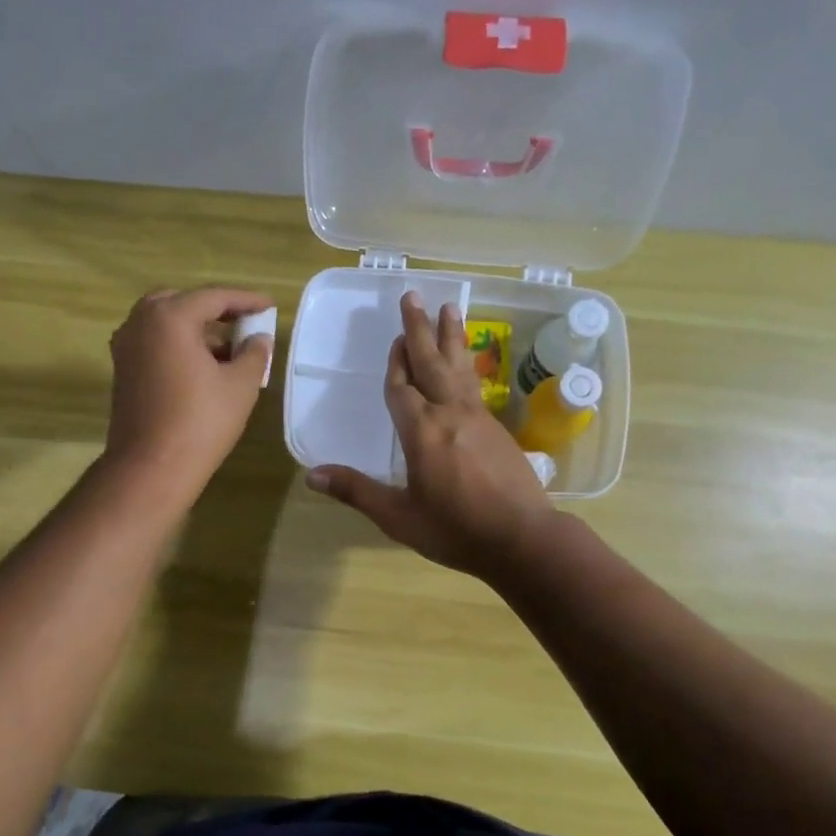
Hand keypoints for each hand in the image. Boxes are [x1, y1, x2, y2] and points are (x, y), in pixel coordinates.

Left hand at [102, 286, 274, 499]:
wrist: (151, 467)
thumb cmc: (201, 422)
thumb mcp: (240, 385)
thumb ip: (254, 353)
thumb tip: (258, 339)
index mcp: (169, 317)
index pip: (214, 297)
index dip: (246, 300)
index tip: (270, 306)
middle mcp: (140, 322)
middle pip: (183, 302)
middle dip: (216, 310)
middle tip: (244, 322)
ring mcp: (126, 346)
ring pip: (165, 323)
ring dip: (196, 329)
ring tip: (229, 348)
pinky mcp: (122, 370)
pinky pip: (154, 343)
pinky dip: (179, 345)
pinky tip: (203, 367)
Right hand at [308, 292, 553, 579]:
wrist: (523, 539)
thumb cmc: (456, 530)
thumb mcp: (399, 516)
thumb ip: (357, 492)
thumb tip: (312, 475)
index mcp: (421, 432)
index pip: (401, 387)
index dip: (395, 364)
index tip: (393, 338)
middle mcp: (449, 414)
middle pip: (430, 363)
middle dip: (419, 330)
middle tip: (414, 296)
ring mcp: (477, 418)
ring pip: (458, 367)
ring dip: (450, 337)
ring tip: (449, 308)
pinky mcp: (497, 428)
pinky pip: (474, 384)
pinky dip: (466, 364)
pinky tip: (466, 361)